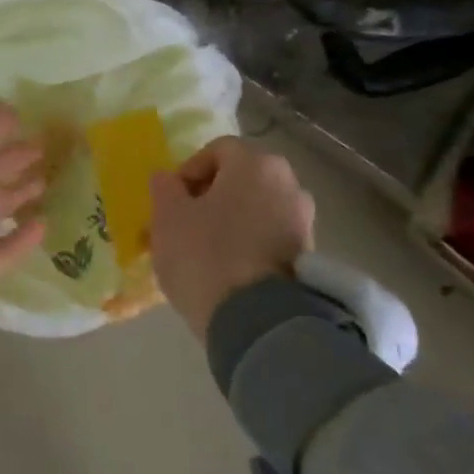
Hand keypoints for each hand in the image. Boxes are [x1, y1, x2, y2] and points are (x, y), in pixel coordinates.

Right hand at [150, 137, 314, 341]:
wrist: (258, 322)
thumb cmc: (205, 255)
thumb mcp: (167, 217)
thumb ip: (164, 188)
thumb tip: (167, 178)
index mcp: (256, 164)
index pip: (217, 150)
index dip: (188, 171)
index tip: (171, 200)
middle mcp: (289, 184)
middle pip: (239, 180)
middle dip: (209, 198)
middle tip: (183, 225)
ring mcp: (303, 222)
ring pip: (254, 211)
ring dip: (228, 223)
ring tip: (201, 252)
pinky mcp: (308, 258)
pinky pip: (269, 239)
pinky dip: (247, 246)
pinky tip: (225, 271)